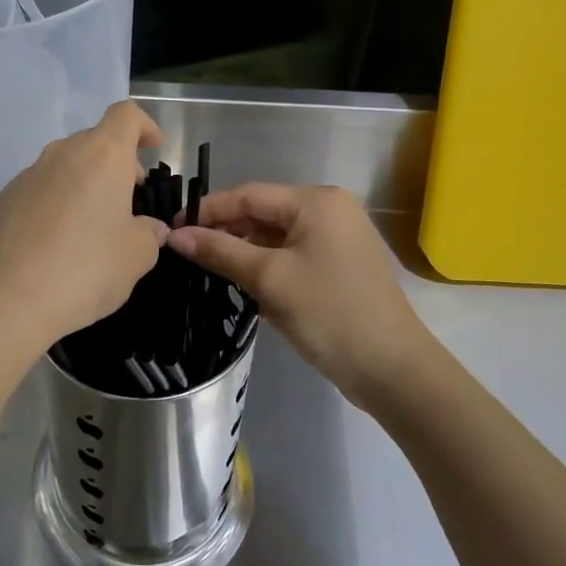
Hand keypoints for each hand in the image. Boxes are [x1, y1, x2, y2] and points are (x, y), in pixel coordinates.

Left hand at [0, 101, 167, 366]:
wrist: (7, 300)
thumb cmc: (85, 270)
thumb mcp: (136, 257)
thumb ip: (150, 234)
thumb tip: (149, 228)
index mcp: (102, 156)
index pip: (126, 115)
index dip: (144, 126)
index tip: (153, 149)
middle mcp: (63, 154)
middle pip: (95, 141)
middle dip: (117, 163)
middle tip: (128, 201)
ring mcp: (28, 174)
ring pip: (65, 165)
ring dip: (85, 183)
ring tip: (92, 226)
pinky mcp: (4, 199)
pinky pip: (40, 189)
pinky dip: (56, 202)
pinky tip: (56, 243)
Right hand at [167, 184, 432, 409]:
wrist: (393, 370)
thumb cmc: (329, 313)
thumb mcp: (269, 279)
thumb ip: (220, 251)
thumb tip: (175, 235)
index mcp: (317, 201)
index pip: (249, 194)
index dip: (208, 210)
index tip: (172, 226)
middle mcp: (330, 210)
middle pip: (262, 213)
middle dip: (224, 231)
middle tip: (183, 251)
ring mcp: (337, 239)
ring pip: (275, 236)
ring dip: (242, 250)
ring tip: (203, 267)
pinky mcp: (338, 266)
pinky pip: (291, 255)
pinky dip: (265, 265)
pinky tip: (238, 281)